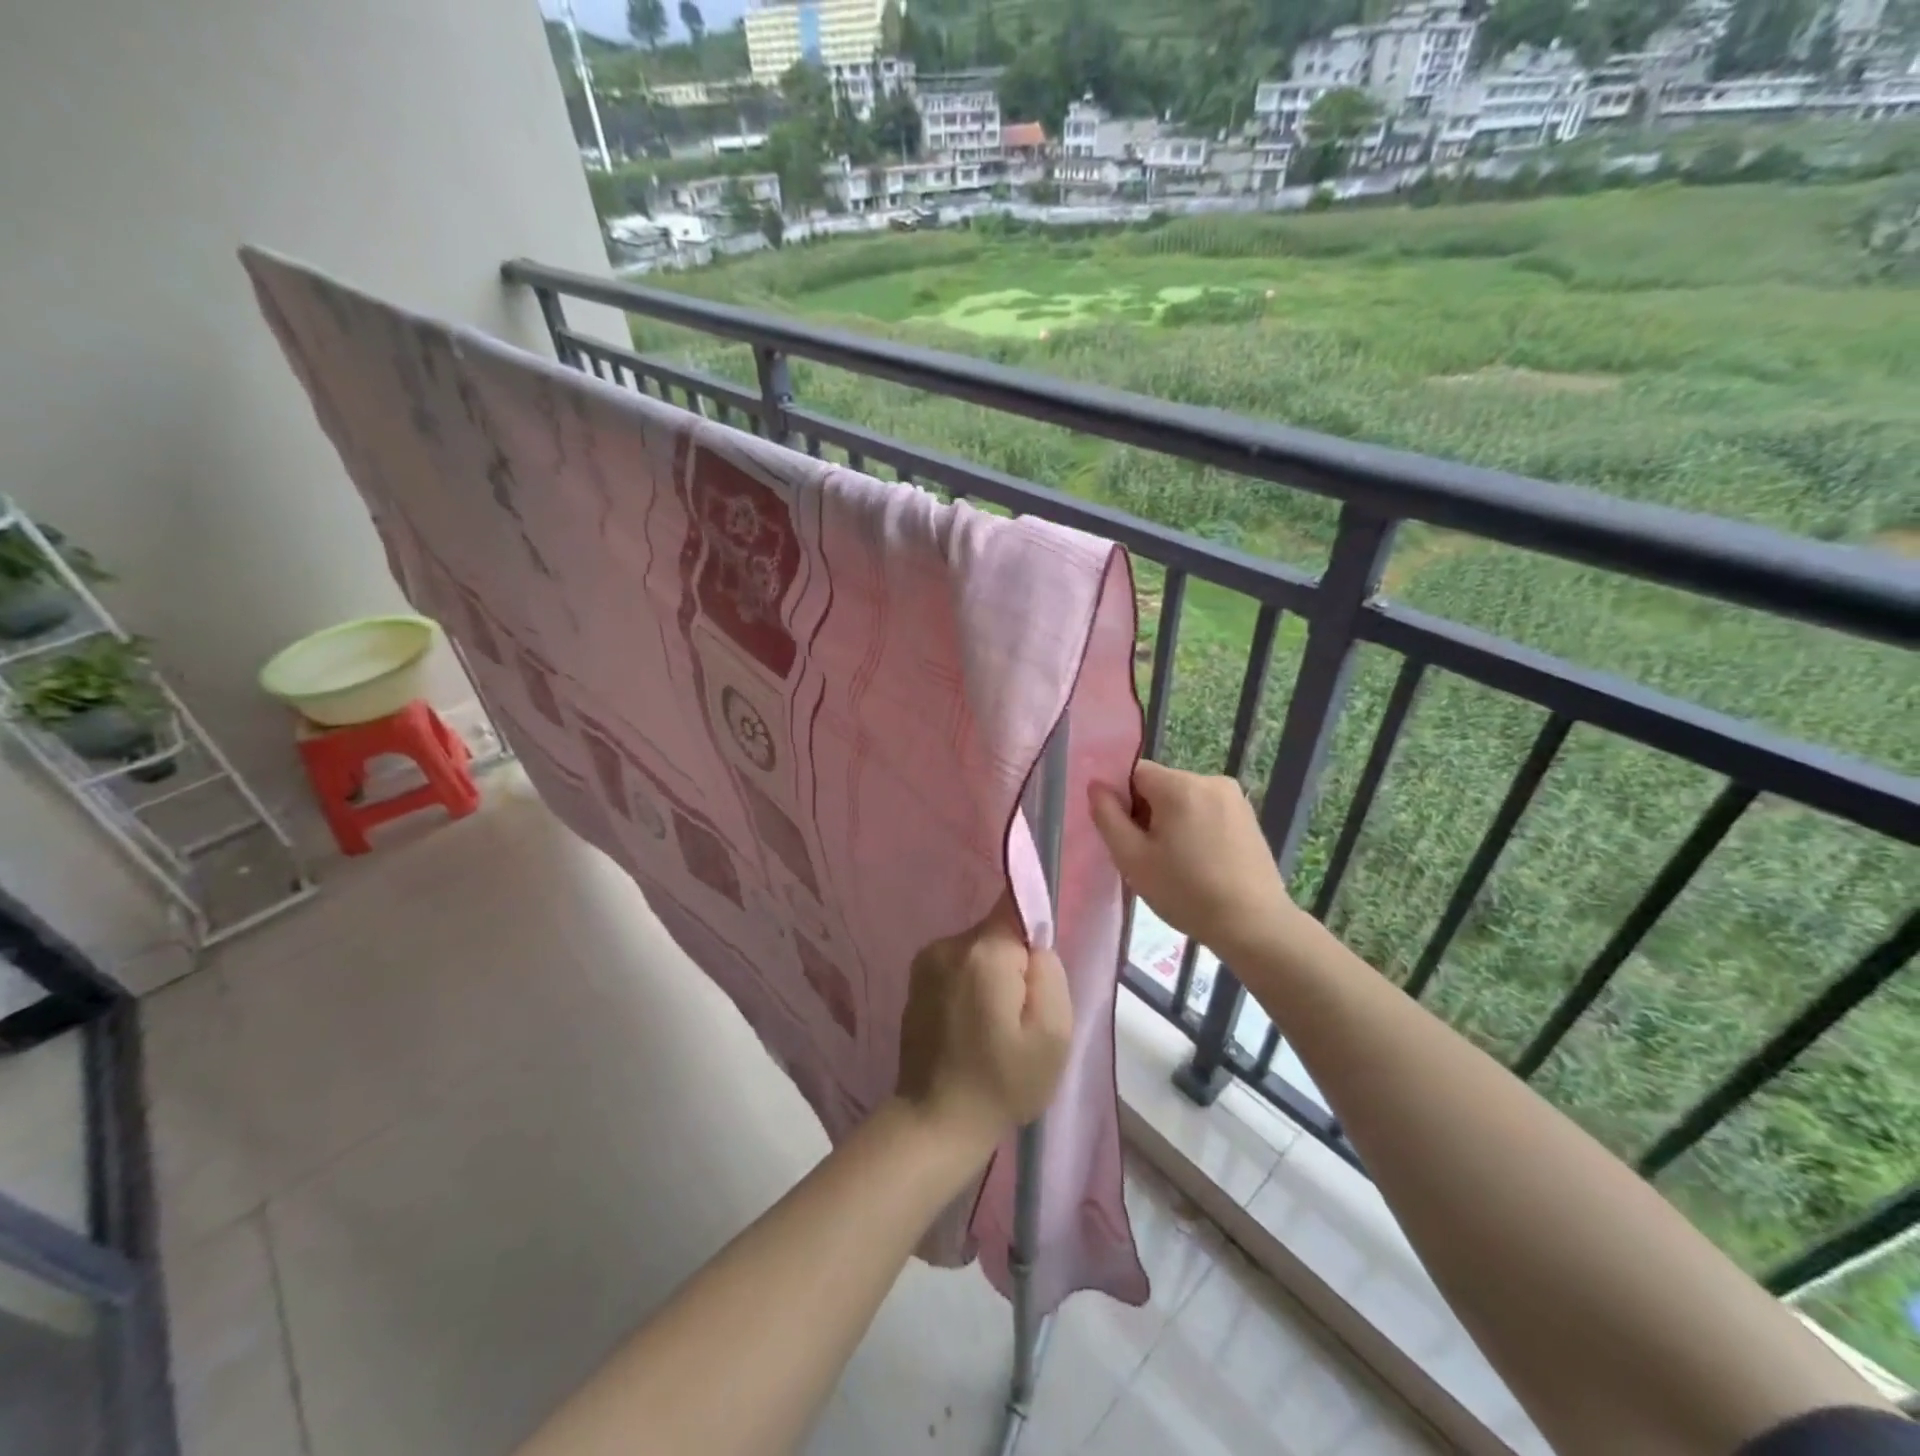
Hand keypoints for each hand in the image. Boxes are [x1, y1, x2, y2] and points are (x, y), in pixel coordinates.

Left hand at [895, 896, 1072, 1151]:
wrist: (936, 1121)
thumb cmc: (1003, 1081)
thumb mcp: (1053, 1033)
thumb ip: (1050, 973)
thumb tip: (1034, 946)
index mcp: (984, 952)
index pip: (1016, 905)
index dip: (1035, 928)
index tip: (1038, 966)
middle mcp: (949, 944)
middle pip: (998, 932)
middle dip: (1015, 961)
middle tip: (1021, 1012)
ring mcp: (926, 960)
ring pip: (978, 949)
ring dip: (992, 974)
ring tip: (995, 1023)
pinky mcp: (915, 979)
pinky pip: (958, 965)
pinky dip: (970, 984)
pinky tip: (971, 1024)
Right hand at [1089, 759, 1295, 962]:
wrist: (1254, 924)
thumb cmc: (1186, 892)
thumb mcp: (1133, 858)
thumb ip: (1107, 817)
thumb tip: (1096, 785)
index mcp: (1179, 786)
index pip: (1134, 773)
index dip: (1122, 801)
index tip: (1128, 836)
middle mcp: (1209, 780)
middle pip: (1160, 785)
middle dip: (1148, 813)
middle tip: (1149, 856)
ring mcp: (1234, 797)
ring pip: (1183, 799)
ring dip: (1172, 821)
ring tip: (1177, 863)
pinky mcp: (1248, 815)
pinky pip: (1207, 810)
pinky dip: (1196, 828)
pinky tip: (1202, 862)